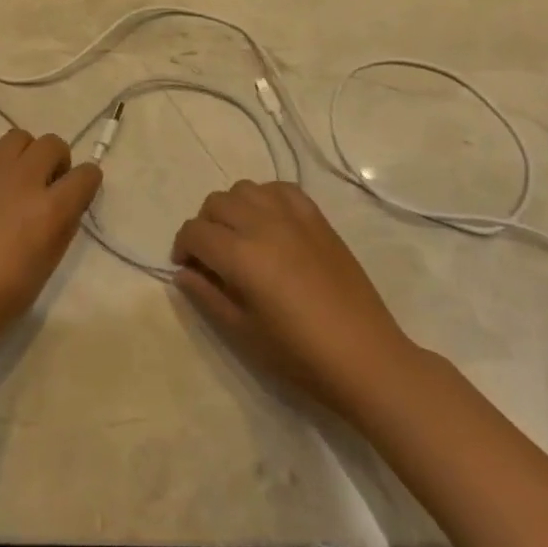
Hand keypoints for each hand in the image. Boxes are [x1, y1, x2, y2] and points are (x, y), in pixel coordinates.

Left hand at [0, 129, 100, 352]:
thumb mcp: (45, 268)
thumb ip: (61, 228)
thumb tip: (66, 205)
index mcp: (49, 208)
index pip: (85, 175)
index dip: (88, 182)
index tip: (80, 192)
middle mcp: (22, 179)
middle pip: (51, 144)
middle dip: (58, 161)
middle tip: (48, 186)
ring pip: (18, 138)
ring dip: (26, 155)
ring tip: (16, 183)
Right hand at [172, 179, 417, 419]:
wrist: (365, 357)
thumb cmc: (299, 355)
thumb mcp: (243, 333)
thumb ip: (208, 297)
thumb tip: (183, 273)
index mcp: (241, 256)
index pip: (195, 232)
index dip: (182, 247)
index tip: (187, 268)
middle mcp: (262, 224)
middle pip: (216, 203)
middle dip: (204, 226)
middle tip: (211, 256)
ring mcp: (292, 217)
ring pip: (245, 189)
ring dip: (232, 208)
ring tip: (240, 236)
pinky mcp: (316, 218)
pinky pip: (280, 189)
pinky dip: (265, 198)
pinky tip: (270, 223)